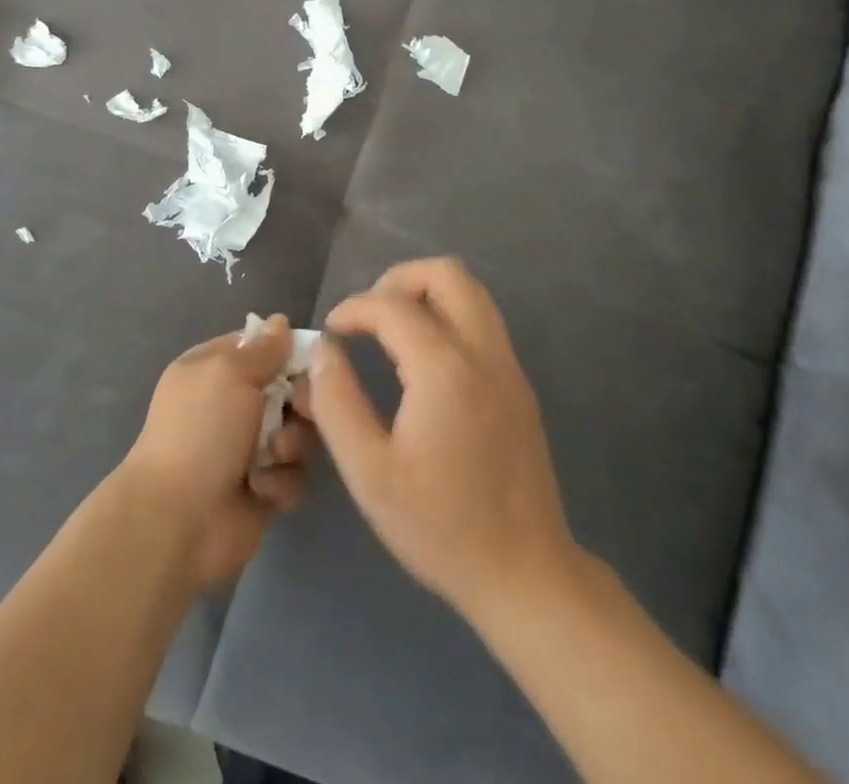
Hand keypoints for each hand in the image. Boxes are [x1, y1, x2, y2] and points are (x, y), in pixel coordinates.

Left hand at [120, 317, 315, 589]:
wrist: (179, 519)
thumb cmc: (201, 430)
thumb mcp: (229, 373)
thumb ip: (262, 349)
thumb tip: (280, 321)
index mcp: (212, 370)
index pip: (258, 346)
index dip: (285, 350)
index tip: (311, 359)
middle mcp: (230, 405)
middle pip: (287, 389)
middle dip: (299, 402)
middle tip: (302, 411)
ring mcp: (247, 448)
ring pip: (297, 432)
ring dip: (290, 445)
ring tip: (273, 457)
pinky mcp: (262, 489)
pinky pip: (292, 474)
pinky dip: (281, 482)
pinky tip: (262, 490)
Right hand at [300, 259, 577, 628]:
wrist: (525, 575)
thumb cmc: (440, 526)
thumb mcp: (369, 472)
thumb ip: (337, 402)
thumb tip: (323, 350)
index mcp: (445, 370)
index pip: (393, 305)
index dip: (354, 308)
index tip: (331, 331)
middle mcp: (483, 354)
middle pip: (446, 274)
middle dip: (399, 280)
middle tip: (368, 315)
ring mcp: (508, 367)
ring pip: (471, 292)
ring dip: (426, 294)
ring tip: (391, 330)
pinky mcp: (519, 386)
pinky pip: (482, 322)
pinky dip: (447, 317)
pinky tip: (422, 361)